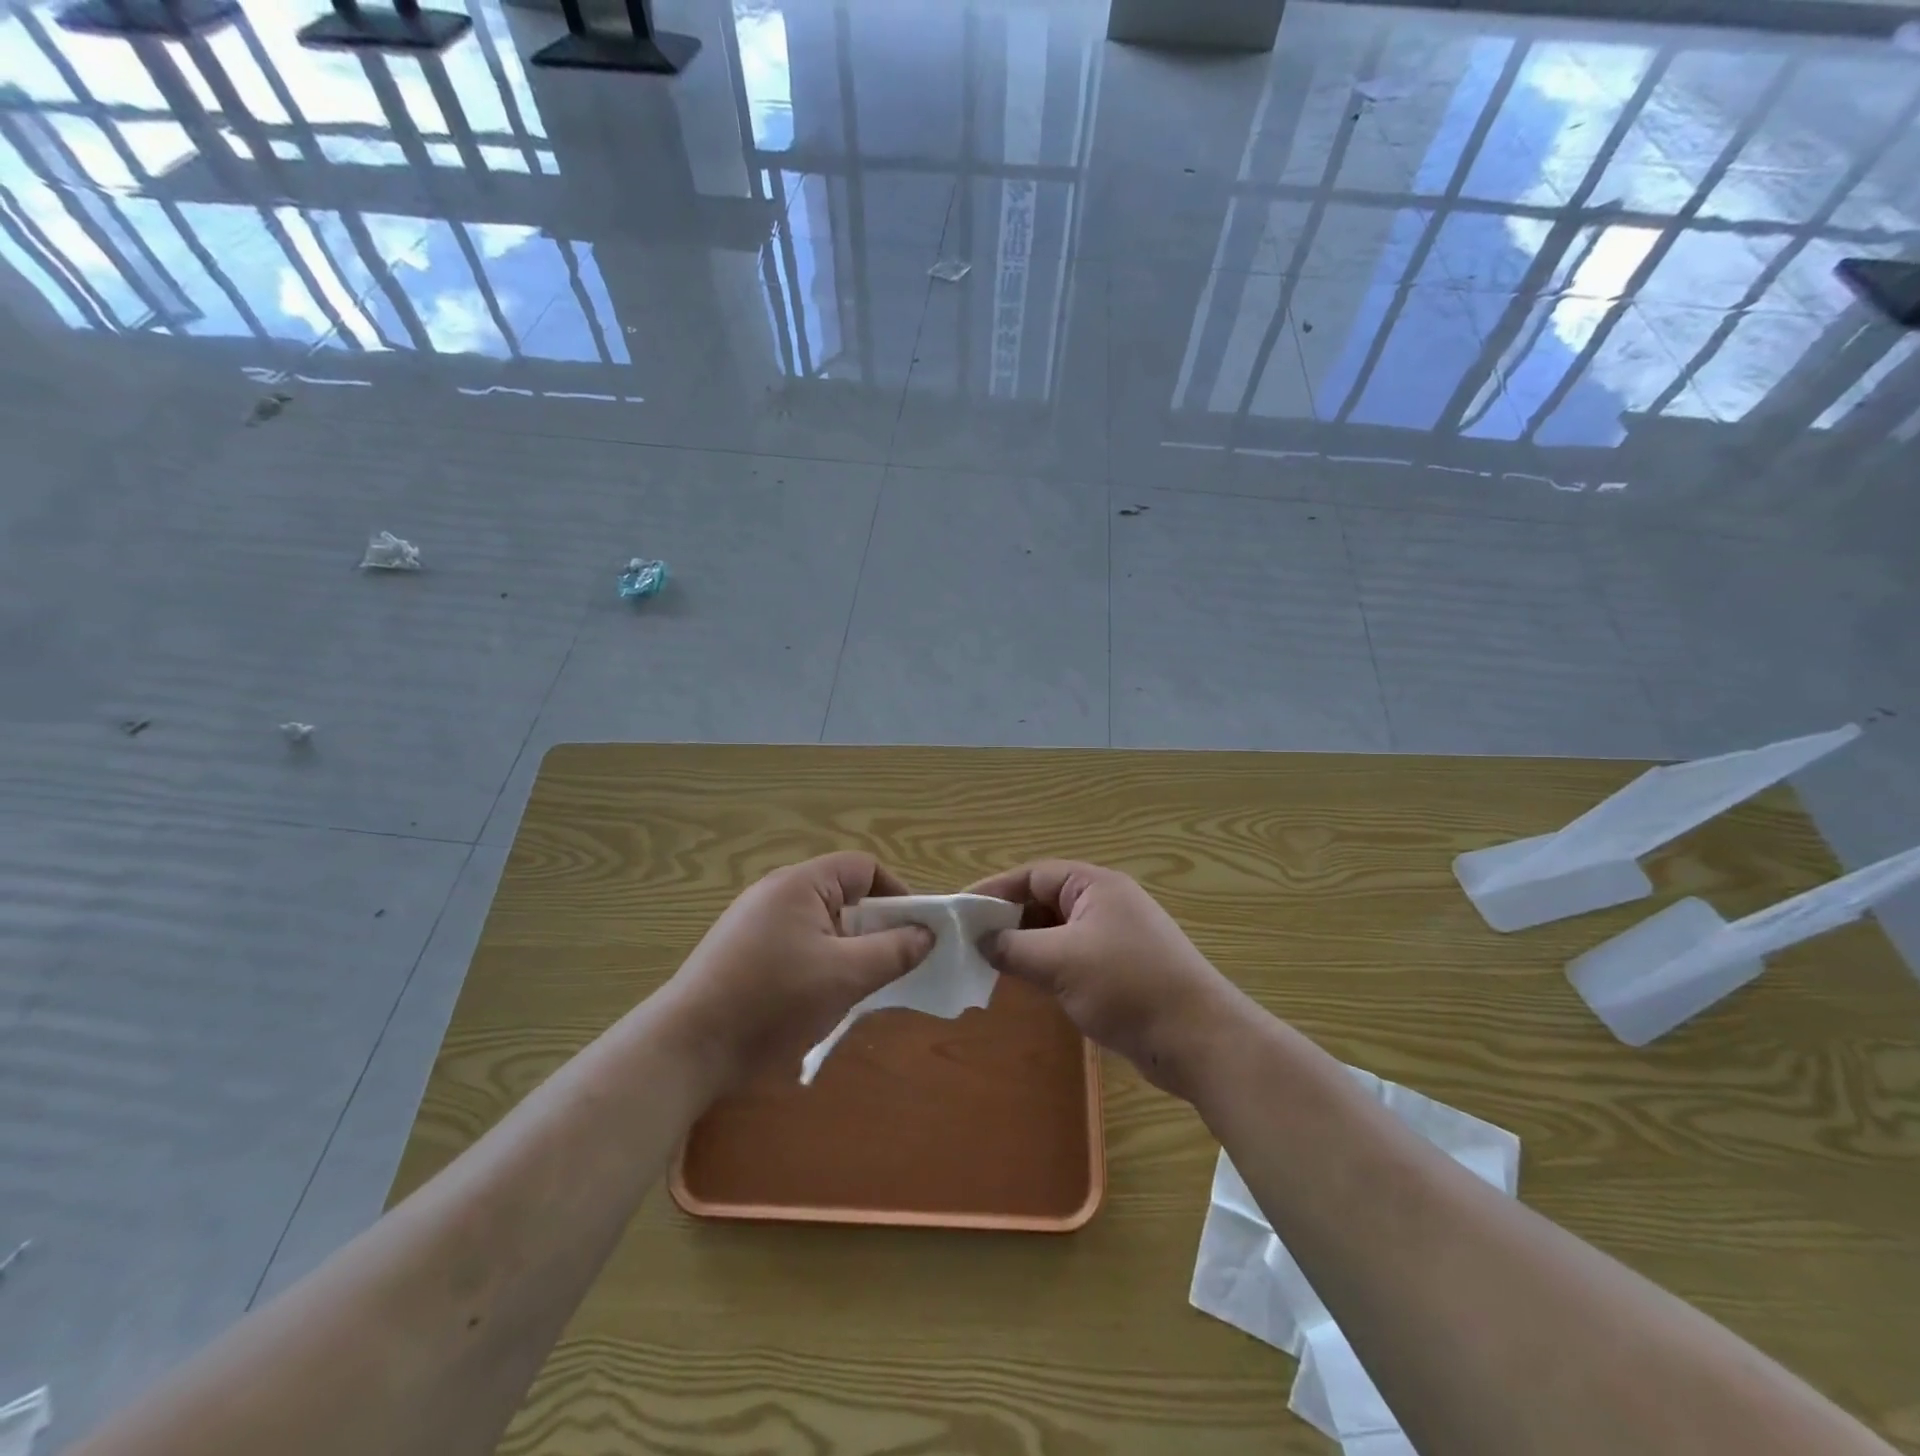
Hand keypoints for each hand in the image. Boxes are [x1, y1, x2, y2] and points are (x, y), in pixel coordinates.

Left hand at [664, 852, 933, 1083]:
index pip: (864, 868)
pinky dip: (817, 964)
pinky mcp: (740, 951)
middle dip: (873, 928)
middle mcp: (775, 892)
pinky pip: (795, 944)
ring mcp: (753, 922)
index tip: (914, 933)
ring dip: (845, 951)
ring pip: (820, 924)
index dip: (896, 894)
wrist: (686, 1048)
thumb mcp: (846, 977)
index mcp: (801, 884)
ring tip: (855, 989)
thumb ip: (893, 950)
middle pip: (842, 895)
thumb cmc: (773, 1001)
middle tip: (889, 966)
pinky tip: (816, 1000)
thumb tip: (926, 933)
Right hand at [968, 860, 1247, 1094]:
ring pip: (1056, 932)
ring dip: (1025, 945)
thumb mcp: (1061, 962)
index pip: (1034, 875)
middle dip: (1007, 919)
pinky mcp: (1119, 970)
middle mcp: (1105, 903)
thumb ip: (1014, 948)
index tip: (959, 910)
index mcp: (1095, 885)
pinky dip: (1045, 965)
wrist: (1197, 1039)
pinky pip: (1070, 957)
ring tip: (988, 963)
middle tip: (969, 941)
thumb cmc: (1127, 986)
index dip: (995, 889)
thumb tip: (981, 942)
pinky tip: (1025, 984)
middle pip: (1044, 901)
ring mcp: (1114, 937)